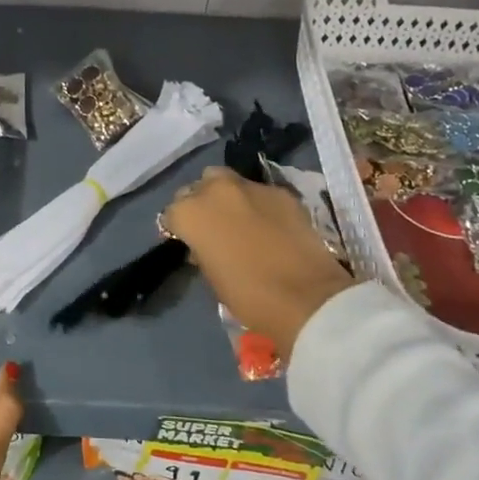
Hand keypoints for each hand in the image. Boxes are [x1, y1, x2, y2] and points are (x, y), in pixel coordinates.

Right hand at [162, 166, 355, 360]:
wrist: (306, 298)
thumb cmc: (248, 296)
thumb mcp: (211, 276)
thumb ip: (202, 249)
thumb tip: (205, 243)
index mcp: (190, 213)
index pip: (172, 213)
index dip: (180, 228)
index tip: (189, 242)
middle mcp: (216, 190)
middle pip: (198, 187)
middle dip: (201, 203)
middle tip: (212, 227)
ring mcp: (251, 187)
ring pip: (229, 182)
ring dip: (228, 197)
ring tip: (240, 220)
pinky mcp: (282, 192)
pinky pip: (261, 193)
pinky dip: (259, 204)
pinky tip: (269, 225)